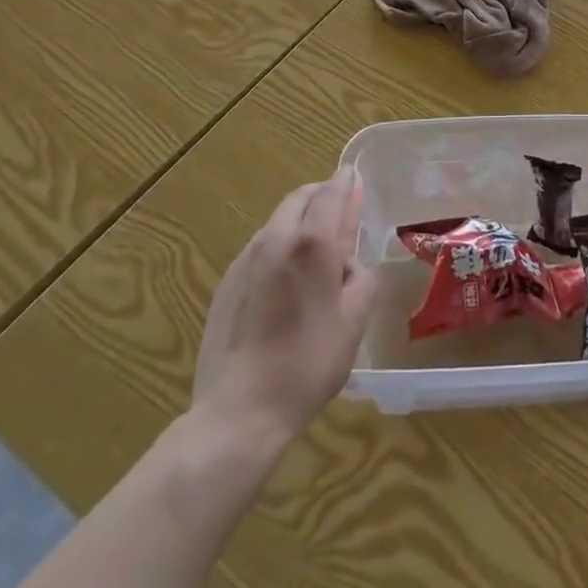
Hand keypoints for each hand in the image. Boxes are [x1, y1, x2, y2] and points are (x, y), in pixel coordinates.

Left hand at [191, 165, 376, 439]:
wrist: (239, 412)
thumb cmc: (308, 363)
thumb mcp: (354, 319)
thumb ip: (362, 276)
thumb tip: (352, 262)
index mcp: (312, 243)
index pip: (331, 192)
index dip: (345, 181)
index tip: (354, 175)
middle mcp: (276, 240)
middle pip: (299, 199)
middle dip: (320, 195)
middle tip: (339, 209)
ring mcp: (245, 261)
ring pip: (277, 222)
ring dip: (298, 220)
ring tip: (315, 249)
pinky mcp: (225, 285)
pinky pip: (259, 249)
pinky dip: (279, 246)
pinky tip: (286, 281)